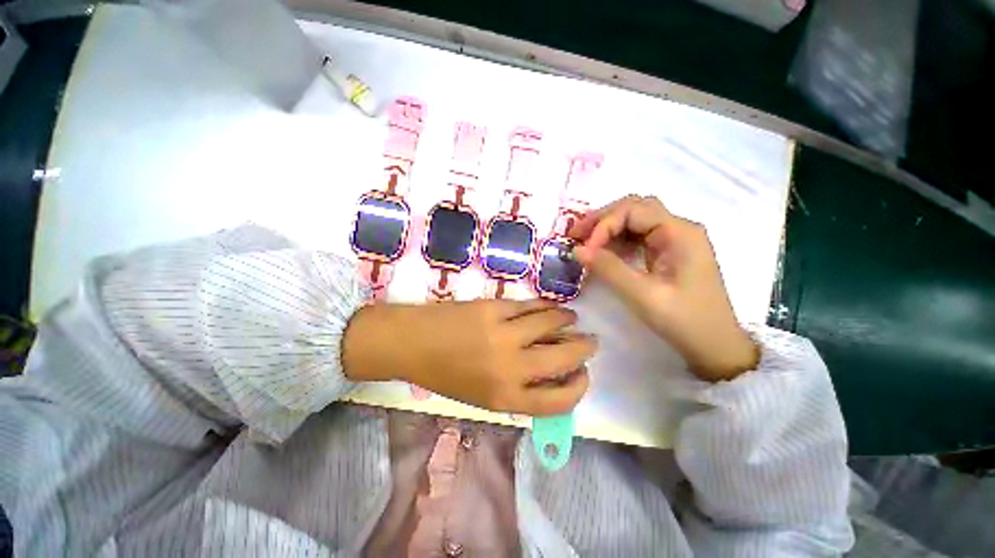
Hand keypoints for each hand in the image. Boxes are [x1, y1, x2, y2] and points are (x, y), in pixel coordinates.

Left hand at [342, 299, 595, 414]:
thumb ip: (518, 389)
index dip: (579, 387)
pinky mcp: (494, 308)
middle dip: (584, 349)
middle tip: (590, 341)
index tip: (583, 374)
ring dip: (567, 321)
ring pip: (551, 323)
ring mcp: (503, 334)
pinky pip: (530, 306)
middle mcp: (509, 367)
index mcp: (504, 398)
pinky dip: (545, 306)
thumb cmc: (446, 375)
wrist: (412, 344)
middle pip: (562, 358)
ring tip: (571, 319)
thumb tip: (551, 373)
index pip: (558, 401)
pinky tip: (549, 307)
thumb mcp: (482, 397)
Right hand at [570, 195, 757, 380]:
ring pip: (635, 221)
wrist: (715, 346)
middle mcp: (678, 229)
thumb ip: (608, 268)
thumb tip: (577, 249)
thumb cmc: (684, 320)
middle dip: (602, 220)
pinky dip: (617, 241)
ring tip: (584, 242)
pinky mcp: (668, 254)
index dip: (603, 225)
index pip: (632, 210)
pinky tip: (603, 252)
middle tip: (576, 236)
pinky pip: (638, 238)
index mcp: (679, 232)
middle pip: (634, 209)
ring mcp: (674, 241)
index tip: (584, 250)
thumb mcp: (642, 295)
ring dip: (607, 229)